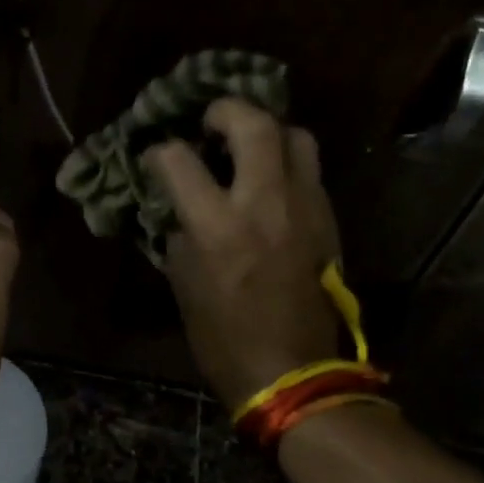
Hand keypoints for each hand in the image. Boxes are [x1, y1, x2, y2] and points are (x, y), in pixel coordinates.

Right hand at [144, 99, 342, 410]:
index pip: (179, 160)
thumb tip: (180, 205)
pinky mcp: (328, 220)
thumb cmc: (224, 337)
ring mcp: (305, 207)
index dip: (160, 152)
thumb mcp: (183, 284)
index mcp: (218, 226)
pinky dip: (287, 162)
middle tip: (209, 120)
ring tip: (248, 144)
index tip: (155, 157)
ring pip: (296, 136)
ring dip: (268, 130)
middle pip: (253, 124)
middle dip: (225, 110)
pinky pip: (310, 170)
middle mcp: (265, 203)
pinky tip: (270, 181)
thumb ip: (180, 233)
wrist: (293, 372)